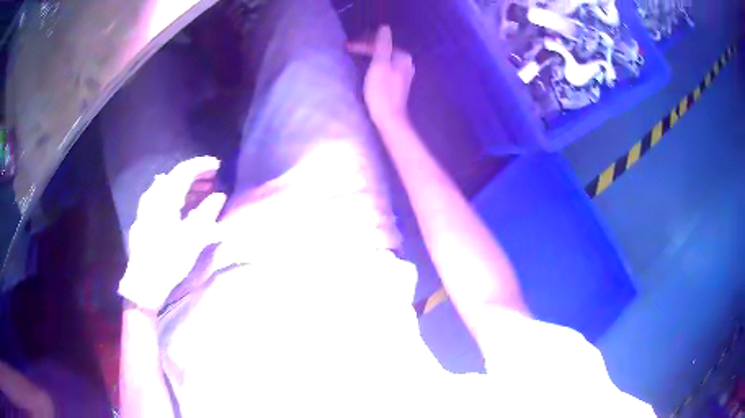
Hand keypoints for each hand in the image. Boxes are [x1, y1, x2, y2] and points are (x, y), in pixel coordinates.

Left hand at [118, 156, 226, 310]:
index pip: (185, 171)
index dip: (202, 165)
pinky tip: (182, 206)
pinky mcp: (144, 218)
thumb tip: (219, 196)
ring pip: (167, 187)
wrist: (144, 281)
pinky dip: (175, 196)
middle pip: (175, 176)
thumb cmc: (170, 259)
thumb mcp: (193, 238)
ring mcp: (147, 207)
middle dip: (194, 174)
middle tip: (212, 179)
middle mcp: (154, 197)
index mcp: (166, 198)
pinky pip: (161, 197)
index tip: (218, 165)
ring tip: (201, 192)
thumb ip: (206, 214)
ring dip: (185, 186)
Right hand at [349, 26, 414, 127]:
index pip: (382, 44)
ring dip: (369, 57)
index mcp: (403, 57)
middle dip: (366, 49)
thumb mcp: (380, 65)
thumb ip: (383, 45)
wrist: (388, 118)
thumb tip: (385, 27)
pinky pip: (383, 69)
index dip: (364, 44)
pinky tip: (365, 70)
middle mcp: (406, 64)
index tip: (347, 47)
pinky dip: (373, 66)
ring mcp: (402, 75)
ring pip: (383, 60)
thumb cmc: (382, 91)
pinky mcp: (396, 84)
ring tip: (354, 57)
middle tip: (349, 50)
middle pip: (383, 51)